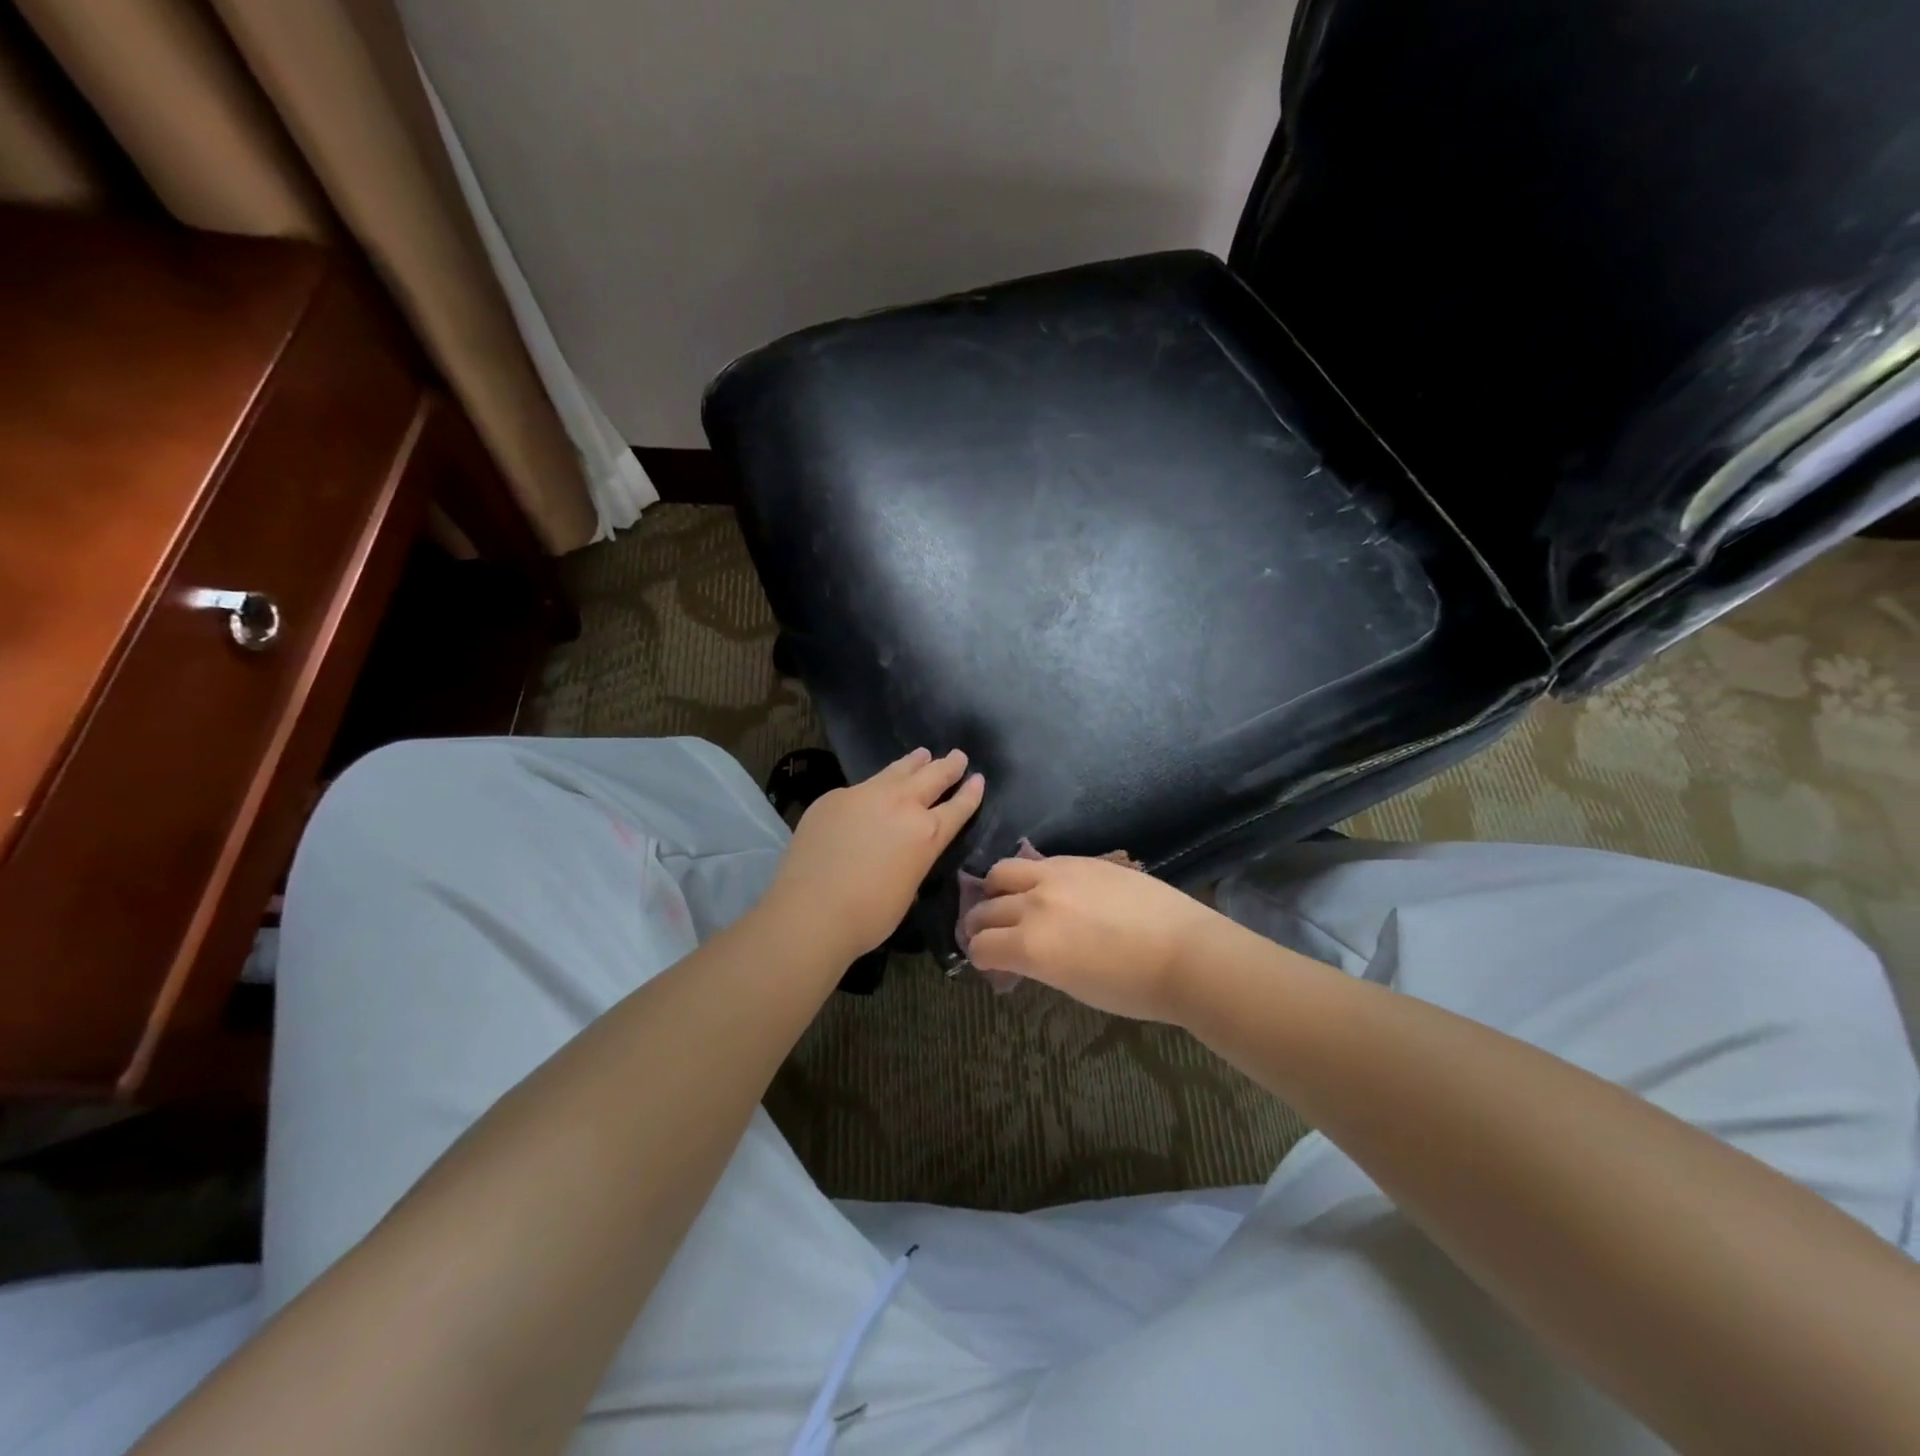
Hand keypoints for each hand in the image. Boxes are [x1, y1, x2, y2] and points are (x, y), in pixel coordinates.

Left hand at [765, 747, 983, 963]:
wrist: (812, 910)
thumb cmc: (868, 916)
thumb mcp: (907, 888)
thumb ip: (912, 859)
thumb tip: (903, 851)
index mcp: (927, 834)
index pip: (958, 807)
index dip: (970, 793)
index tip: (978, 779)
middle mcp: (901, 805)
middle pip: (932, 777)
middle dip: (948, 766)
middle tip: (957, 756)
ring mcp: (865, 795)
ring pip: (897, 770)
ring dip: (913, 763)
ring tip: (921, 754)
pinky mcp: (834, 797)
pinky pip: (861, 787)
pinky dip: (874, 785)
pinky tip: (870, 791)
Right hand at [960, 855, 1222, 1021]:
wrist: (1186, 953)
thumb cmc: (1133, 988)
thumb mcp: (1073, 986)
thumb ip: (1037, 964)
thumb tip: (1019, 956)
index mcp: (1031, 946)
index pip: (981, 946)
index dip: (980, 956)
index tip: (987, 961)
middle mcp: (1034, 905)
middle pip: (985, 908)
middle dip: (979, 924)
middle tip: (986, 933)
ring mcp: (1056, 875)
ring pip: (1003, 871)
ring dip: (996, 889)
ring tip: (1006, 899)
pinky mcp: (1080, 860)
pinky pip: (1038, 862)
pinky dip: (1029, 876)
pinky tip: (1043, 888)